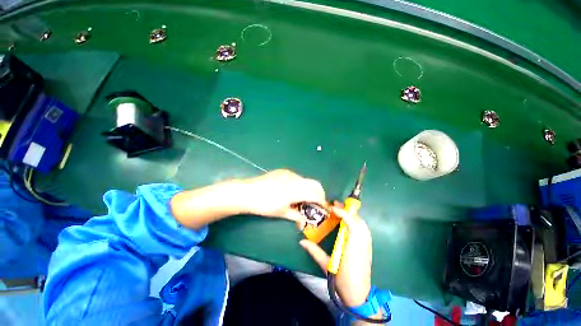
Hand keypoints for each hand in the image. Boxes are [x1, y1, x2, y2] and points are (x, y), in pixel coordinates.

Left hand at [241, 169, 326, 221]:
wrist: (247, 192)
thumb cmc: (264, 205)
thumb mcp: (281, 212)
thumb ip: (296, 216)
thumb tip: (304, 223)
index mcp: (296, 190)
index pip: (316, 194)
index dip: (322, 201)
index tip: (324, 208)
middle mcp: (295, 179)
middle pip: (315, 184)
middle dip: (319, 193)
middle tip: (316, 203)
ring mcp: (289, 173)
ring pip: (306, 180)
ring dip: (308, 189)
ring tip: (301, 198)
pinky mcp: (283, 171)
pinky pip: (297, 177)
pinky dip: (300, 184)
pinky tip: (291, 191)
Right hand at [299, 203, 372, 306]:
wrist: (359, 296)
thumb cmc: (342, 281)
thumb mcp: (326, 265)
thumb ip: (314, 251)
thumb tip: (301, 241)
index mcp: (353, 247)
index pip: (352, 224)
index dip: (343, 213)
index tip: (332, 208)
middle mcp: (362, 243)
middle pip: (358, 221)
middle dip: (347, 211)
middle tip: (334, 205)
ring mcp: (367, 245)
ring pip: (362, 224)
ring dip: (351, 215)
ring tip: (340, 211)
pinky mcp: (368, 248)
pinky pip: (363, 230)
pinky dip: (356, 222)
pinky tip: (347, 222)